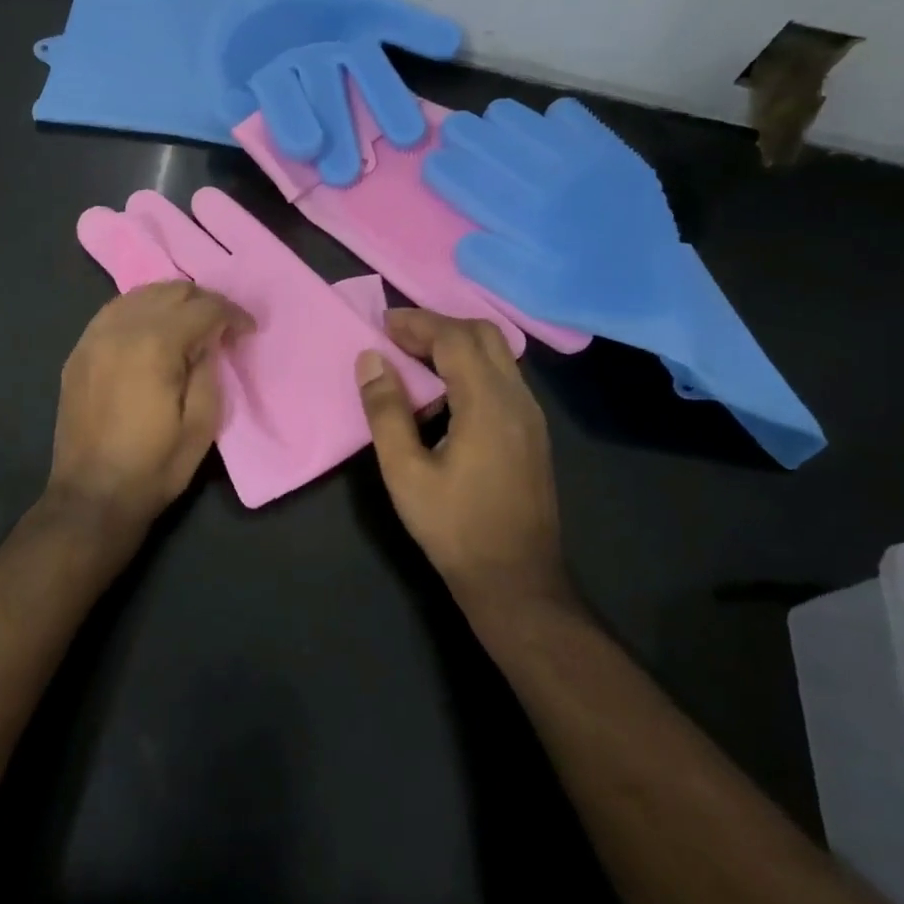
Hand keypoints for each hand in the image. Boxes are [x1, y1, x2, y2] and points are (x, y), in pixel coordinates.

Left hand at [49, 281, 252, 531]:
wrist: (91, 496)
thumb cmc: (154, 466)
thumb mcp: (201, 425)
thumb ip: (209, 370)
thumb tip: (209, 340)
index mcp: (155, 344)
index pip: (203, 307)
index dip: (233, 314)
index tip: (248, 331)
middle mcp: (121, 328)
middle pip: (170, 290)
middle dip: (203, 302)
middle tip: (221, 327)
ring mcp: (93, 337)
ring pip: (139, 294)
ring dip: (170, 302)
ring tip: (188, 325)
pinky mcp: (78, 352)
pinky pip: (113, 312)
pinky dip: (139, 311)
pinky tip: (151, 331)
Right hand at [355, 309, 572, 609]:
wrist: (516, 579)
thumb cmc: (454, 526)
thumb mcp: (405, 471)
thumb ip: (386, 411)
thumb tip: (371, 360)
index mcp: (488, 403)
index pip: (454, 338)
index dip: (417, 323)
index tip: (381, 324)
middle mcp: (518, 399)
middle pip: (483, 335)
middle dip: (438, 325)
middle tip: (396, 336)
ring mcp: (531, 416)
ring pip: (497, 355)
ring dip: (455, 344)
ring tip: (413, 359)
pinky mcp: (532, 433)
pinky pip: (502, 378)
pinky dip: (470, 367)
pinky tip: (443, 394)